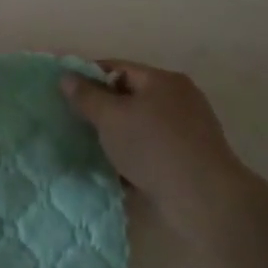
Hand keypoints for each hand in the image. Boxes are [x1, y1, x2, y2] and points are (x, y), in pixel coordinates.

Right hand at [61, 60, 260, 229]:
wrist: (203, 199)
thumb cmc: (153, 147)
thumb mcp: (110, 117)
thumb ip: (86, 96)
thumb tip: (66, 76)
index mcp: (162, 80)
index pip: (116, 68)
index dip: (87, 78)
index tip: (64, 94)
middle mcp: (179, 99)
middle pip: (129, 96)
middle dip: (101, 109)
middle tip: (75, 122)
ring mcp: (188, 129)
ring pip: (139, 124)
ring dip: (116, 134)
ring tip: (90, 148)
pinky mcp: (189, 157)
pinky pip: (151, 147)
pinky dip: (133, 153)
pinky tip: (115, 168)